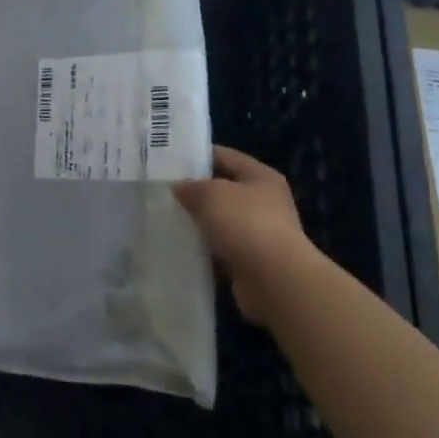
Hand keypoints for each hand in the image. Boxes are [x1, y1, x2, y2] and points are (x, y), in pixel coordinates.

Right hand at [174, 145, 319, 327]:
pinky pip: (220, 249)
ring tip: (165, 218)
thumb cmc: (246, 225)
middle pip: (222, 189)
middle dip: (195, 192)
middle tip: (162, 191)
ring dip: (198, 222)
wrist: (276, 282)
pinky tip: (180, 246)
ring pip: (220, 221)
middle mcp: (264, 202)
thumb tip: (179, 188)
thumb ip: (192, 187)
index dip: (197, 156)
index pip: (225, 156)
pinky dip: (204, 249)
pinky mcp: (251, 261)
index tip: (169, 160)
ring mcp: (259, 233)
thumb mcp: (212, 194)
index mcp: (261, 176)